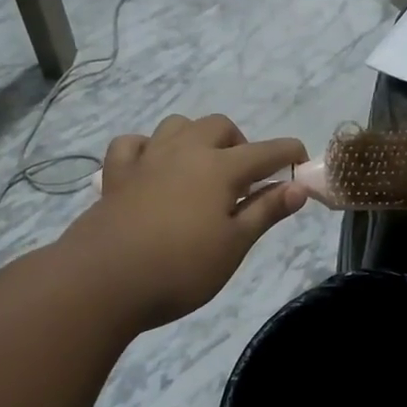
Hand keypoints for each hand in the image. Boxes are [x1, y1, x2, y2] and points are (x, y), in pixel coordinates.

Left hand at [65, 114, 306, 330]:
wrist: (104, 281)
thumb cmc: (181, 268)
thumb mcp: (234, 245)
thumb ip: (266, 211)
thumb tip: (299, 187)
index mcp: (220, 168)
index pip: (266, 152)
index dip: (289, 154)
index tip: (302, 162)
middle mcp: (184, 151)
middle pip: (219, 126)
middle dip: (240, 143)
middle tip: (246, 179)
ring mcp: (146, 159)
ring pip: (177, 125)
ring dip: (196, 138)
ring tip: (202, 169)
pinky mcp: (116, 175)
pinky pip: (133, 144)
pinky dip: (148, 149)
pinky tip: (153, 169)